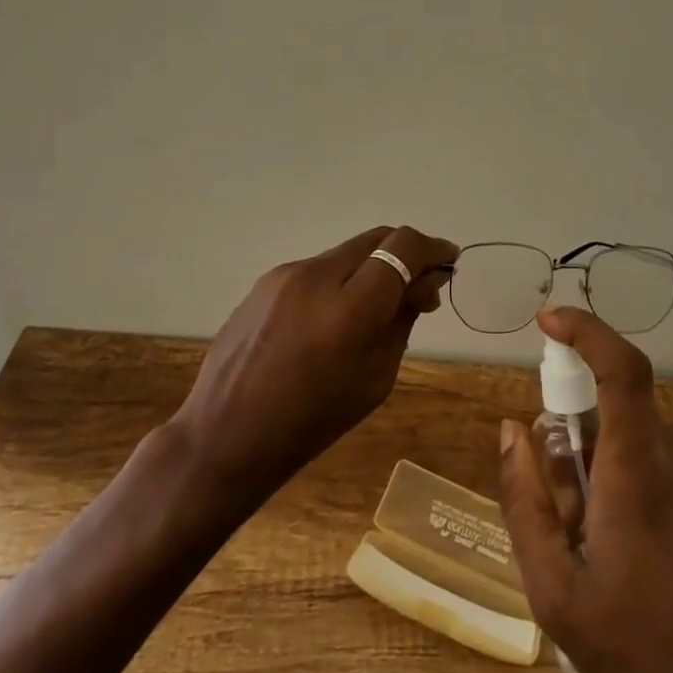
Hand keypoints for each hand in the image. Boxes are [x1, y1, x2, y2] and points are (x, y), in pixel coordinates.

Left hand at [170, 225, 457, 505]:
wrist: (225, 435)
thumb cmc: (310, 422)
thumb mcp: (375, 379)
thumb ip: (402, 321)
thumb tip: (422, 285)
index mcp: (349, 309)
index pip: (403, 247)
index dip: (432, 248)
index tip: (448, 261)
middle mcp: (317, 276)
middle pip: (378, 238)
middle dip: (406, 253)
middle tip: (420, 285)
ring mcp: (287, 274)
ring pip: (347, 251)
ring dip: (372, 267)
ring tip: (375, 306)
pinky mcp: (266, 280)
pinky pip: (318, 268)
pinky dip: (340, 279)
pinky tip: (333, 316)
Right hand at [498, 307, 672, 672]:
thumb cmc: (632, 650)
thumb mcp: (553, 590)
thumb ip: (524, 500)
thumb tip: (510, 429)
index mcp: (636, 472)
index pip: (622, 370)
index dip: (587, 330)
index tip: (546, 320)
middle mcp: (671, 458)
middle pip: (609, 410)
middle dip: (568, 438)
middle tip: (556, 511)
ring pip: (622, 440)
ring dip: (590, 472)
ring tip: (586, 548)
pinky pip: (645, 462)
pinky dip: (615, 484)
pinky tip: (614, 551)